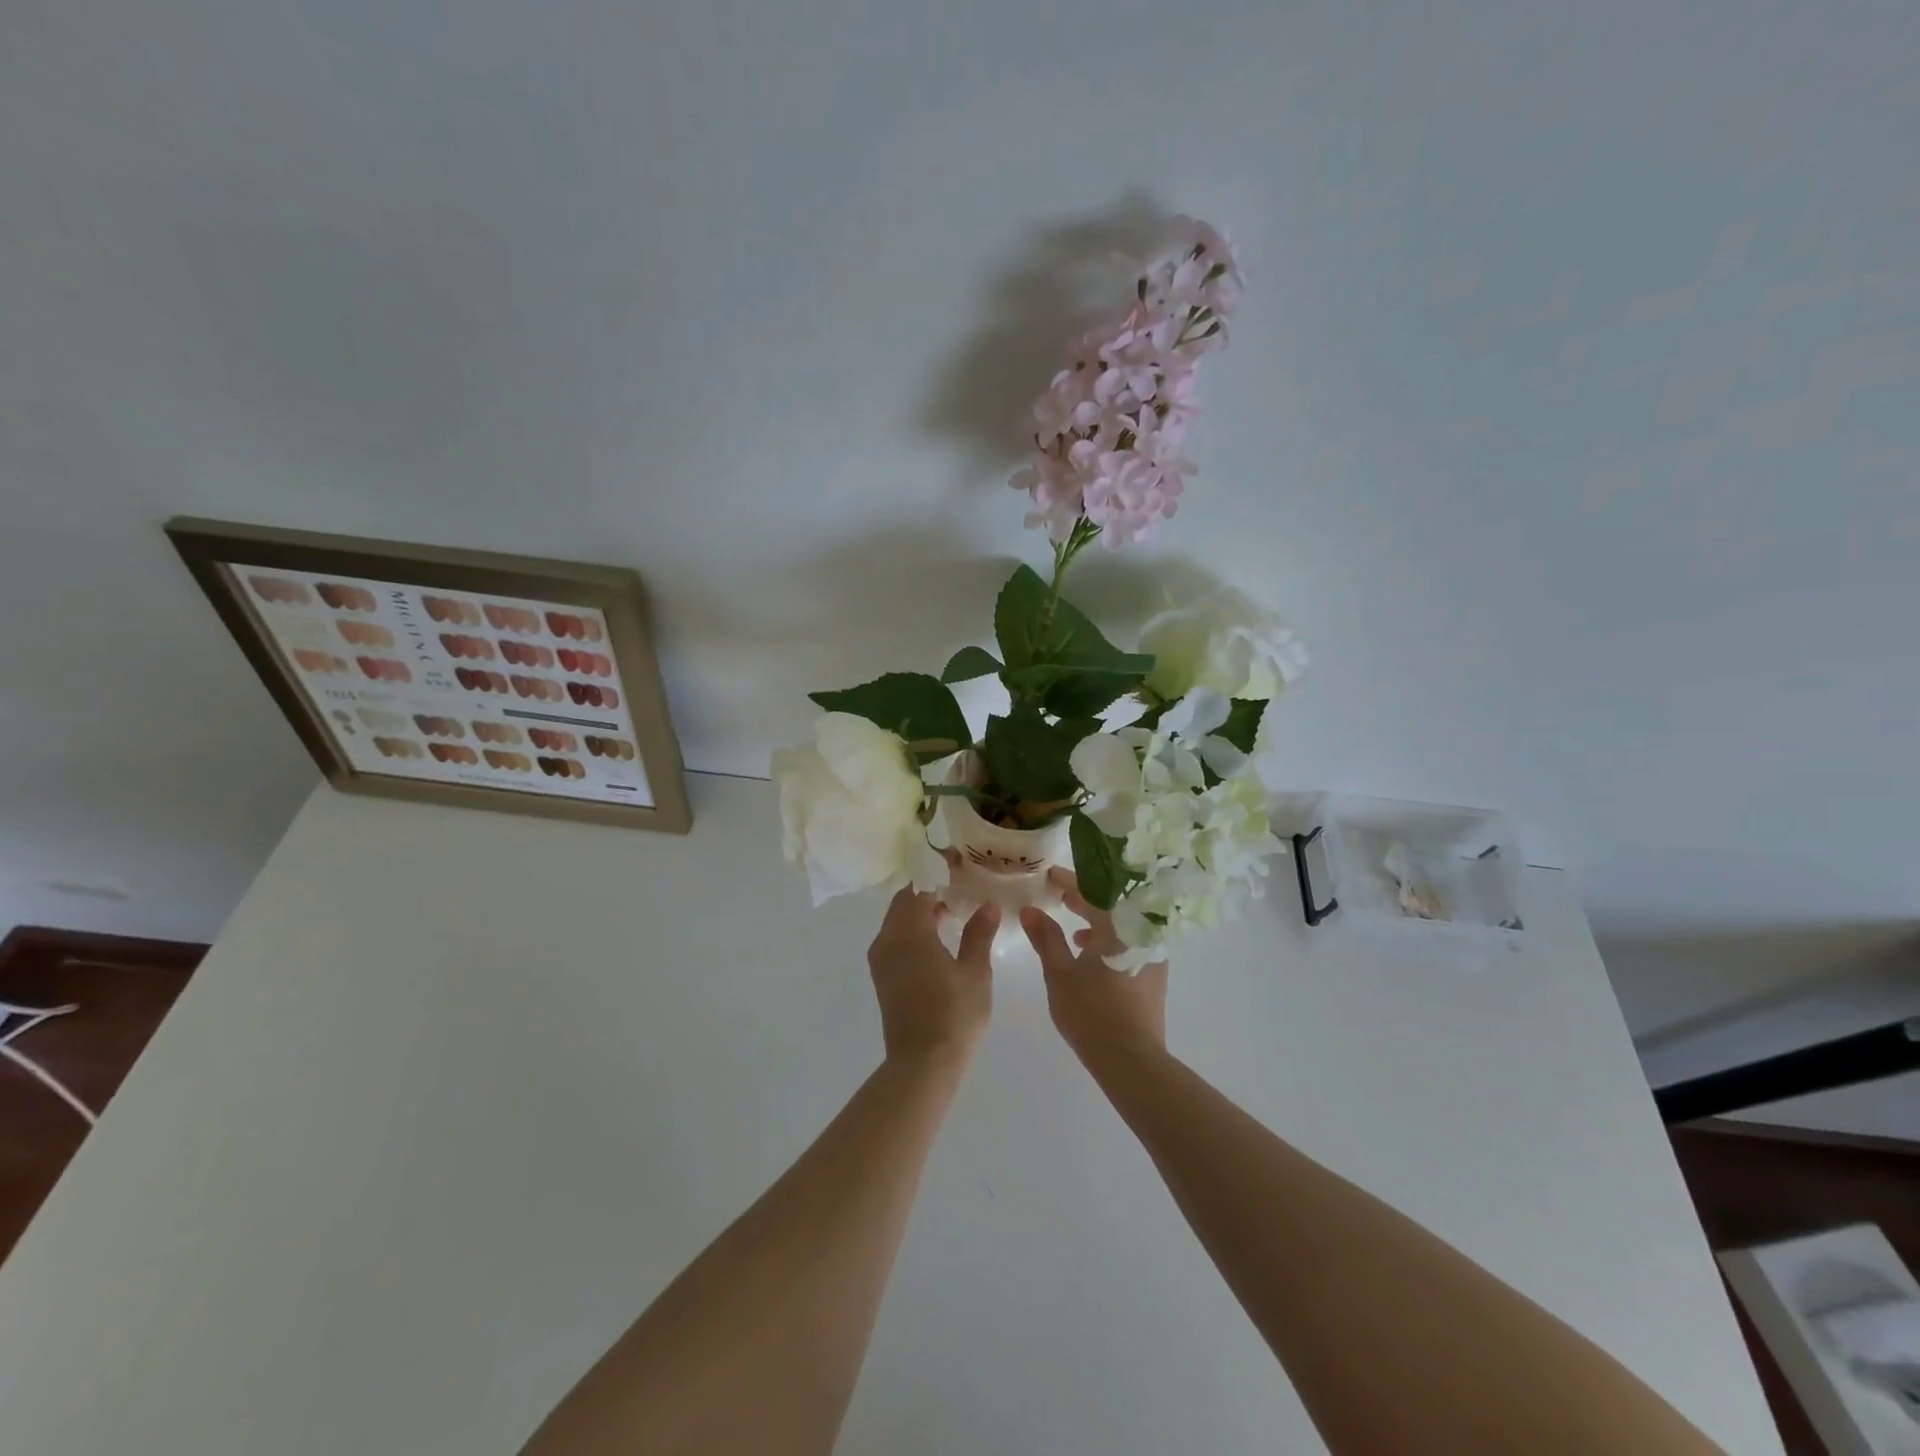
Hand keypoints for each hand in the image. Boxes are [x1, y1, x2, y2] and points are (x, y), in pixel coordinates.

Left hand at [867, 886, 998, 1066]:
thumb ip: (979, 934)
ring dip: (919, 911)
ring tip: (953, 912)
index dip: (938, 874)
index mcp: (909, 931)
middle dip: (928, 891)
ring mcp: (881, 959)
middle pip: (904, 901)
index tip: (960, 868)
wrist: (922, 1064)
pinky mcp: (882, 976)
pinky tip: (938, 939)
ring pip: (897, 920)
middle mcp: (888, 939)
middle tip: (958, 889)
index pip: (919, 887)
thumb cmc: (954, 1014)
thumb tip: (988, 905)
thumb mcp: (975, 971)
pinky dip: (913, 930)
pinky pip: (895, 938)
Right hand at [1019, 869, 1168, 1072]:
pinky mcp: (1153, 974)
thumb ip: (1046, 938)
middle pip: (1110, 905)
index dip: (1068, 881)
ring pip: (1121, 925)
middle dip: (1083, 899)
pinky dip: (1110, 940)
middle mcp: (1140, 933)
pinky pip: (1130, 942)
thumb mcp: (1059, 973)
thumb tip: (1030, 910)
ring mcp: (1151, 954)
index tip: (1049, 875)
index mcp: (1117, 926)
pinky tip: (1090, 956)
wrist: (1131, 1060)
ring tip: (1072, 927)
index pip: (1091, 891)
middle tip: (1058, 895)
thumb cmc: (1091, 1012)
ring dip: (1097, 921)